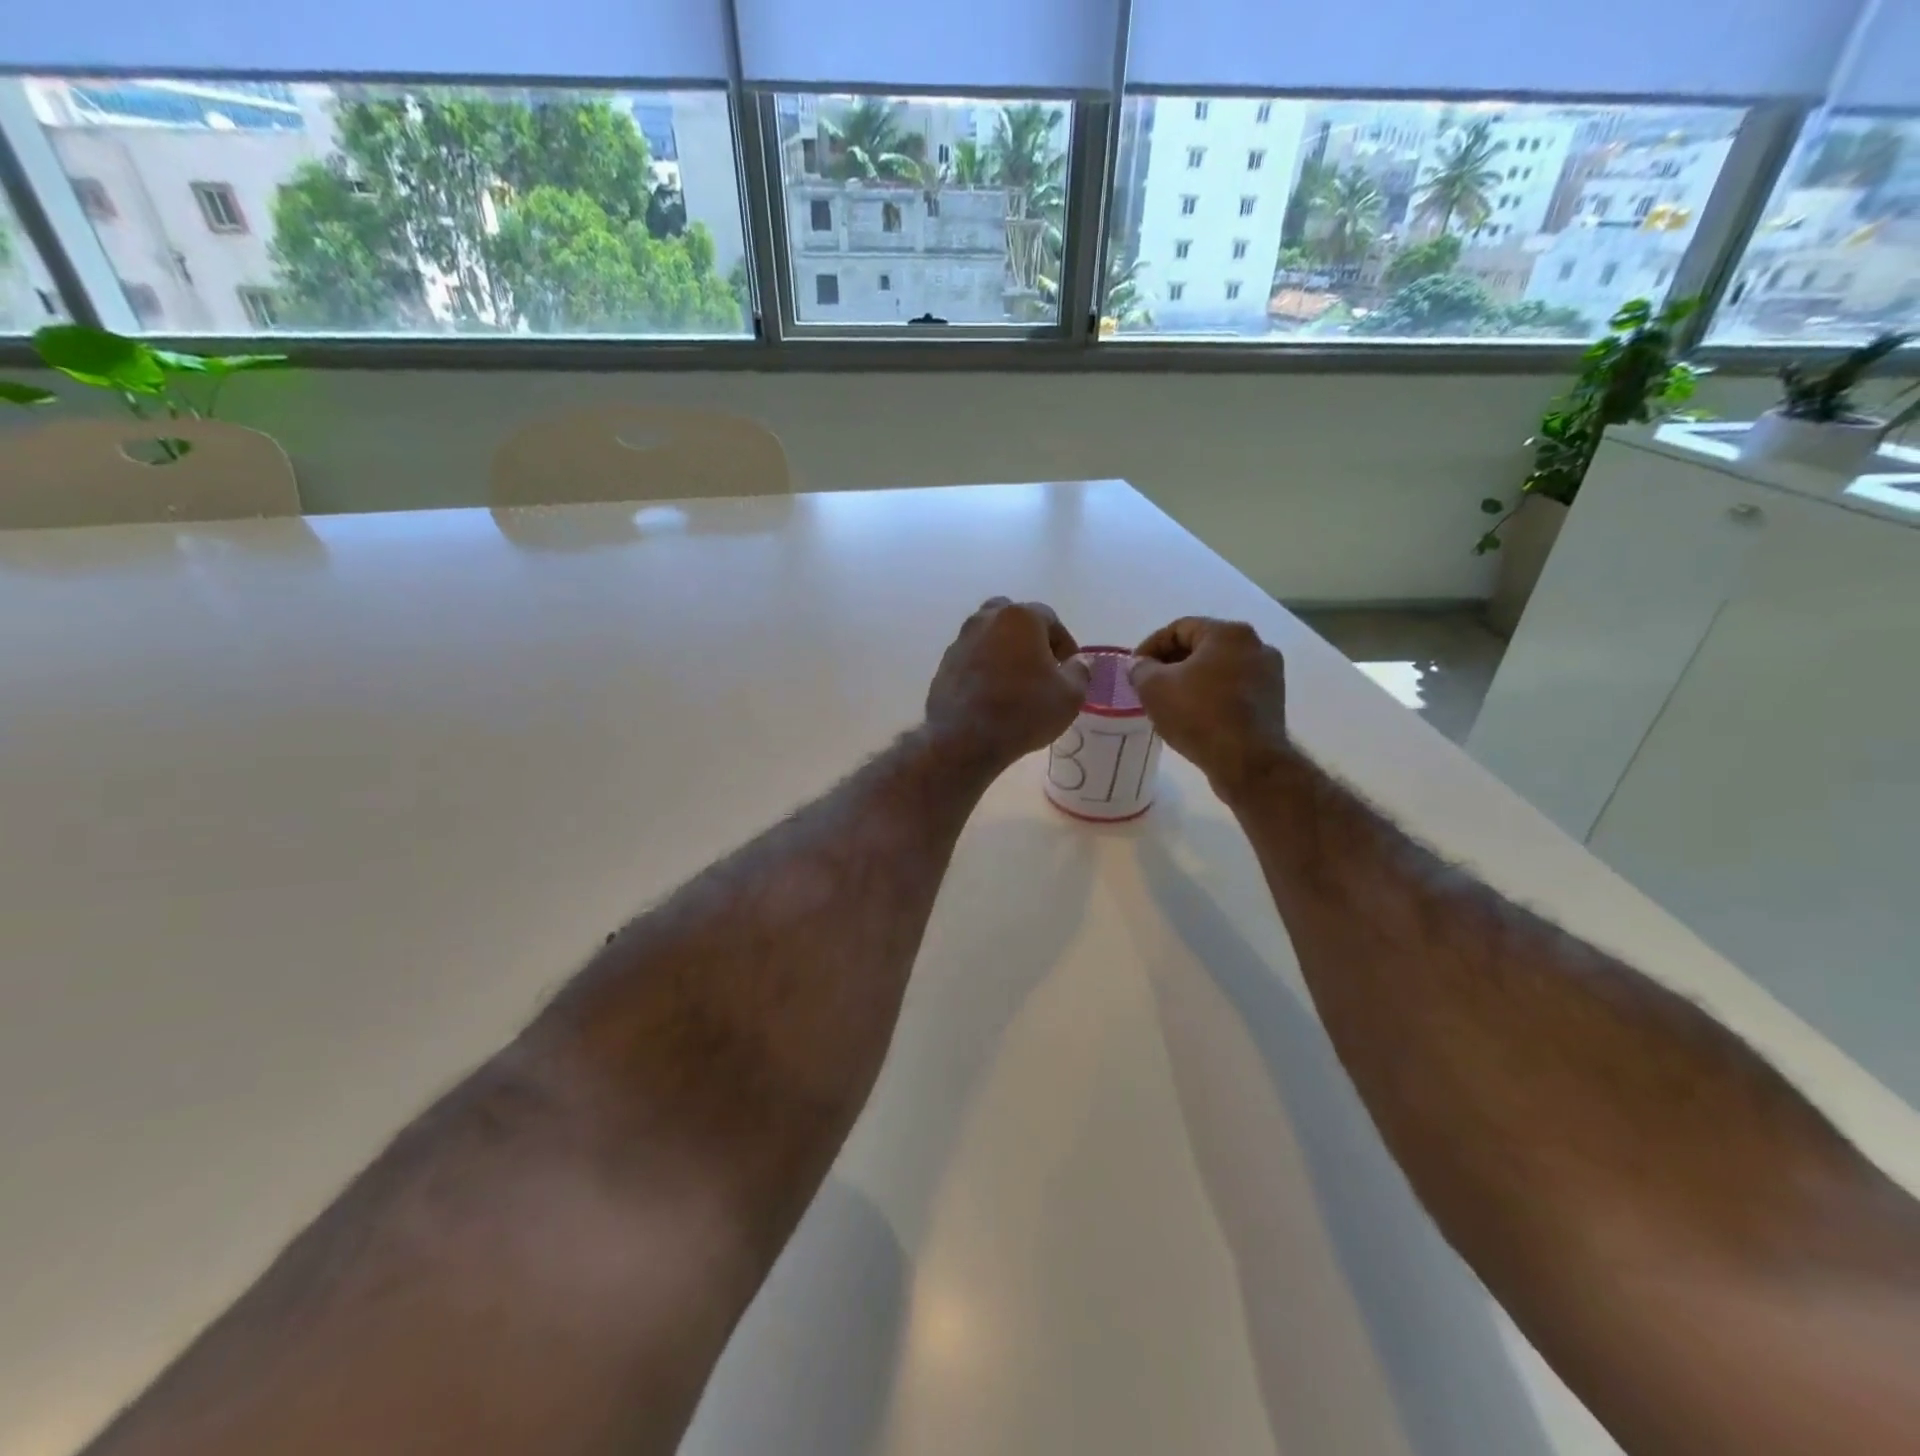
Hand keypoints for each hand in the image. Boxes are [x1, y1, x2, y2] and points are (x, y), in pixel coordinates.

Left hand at [926, 598, 1090, 768]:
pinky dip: (985, 668)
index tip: (1069, 668)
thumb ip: (1080, 671)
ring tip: (1017, 683)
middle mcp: (986, 619)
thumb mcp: (1070, 696)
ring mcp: (961, 640)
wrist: (964, 739)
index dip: (1064, 643)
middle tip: (1042, 668)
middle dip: (1031, 638)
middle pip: (1015, 619)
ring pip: (990, 637)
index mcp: (1020, 617)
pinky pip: (973, 658)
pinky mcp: (945, 664)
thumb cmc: (1023, 711)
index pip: (1050, 618)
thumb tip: (1079, 661)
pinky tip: (993, 694)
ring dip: (1005, 652)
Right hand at [1129, 618, 1289, 797]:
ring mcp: (1269, 674)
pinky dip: (1211, 695)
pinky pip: (1233, 689)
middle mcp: (1255, 645)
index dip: (1150, 646)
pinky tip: (1194, 715)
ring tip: (1169, 701)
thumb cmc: (1198, 715)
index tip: (1134, 669)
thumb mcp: (1153, 688)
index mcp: (1228, 633)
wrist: (1247, 762)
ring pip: (1218, 668)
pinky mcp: (1272, 701)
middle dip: (1171, 663)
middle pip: (1202, 646)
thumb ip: (1140, 669)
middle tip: (1148, 684)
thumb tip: (1140, 665)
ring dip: (1192, 680)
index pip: (1179, 628)